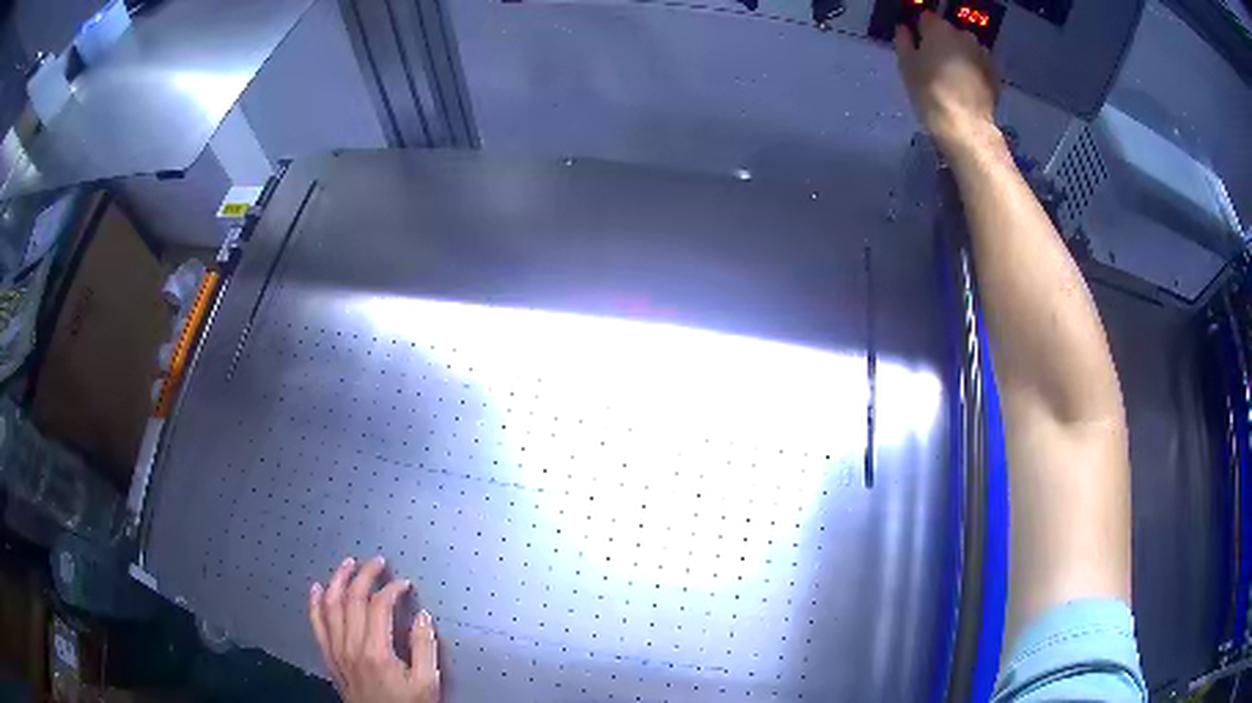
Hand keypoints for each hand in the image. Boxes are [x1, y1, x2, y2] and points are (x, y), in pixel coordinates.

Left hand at [309, 556, 439, 702]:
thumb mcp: (427, 683)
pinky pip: (316, 624)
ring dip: (338, 580)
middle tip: (377, 562)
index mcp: (376, 651)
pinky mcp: (328, 657)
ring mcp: (335, 650)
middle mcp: (350, 646)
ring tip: (348, 564)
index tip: (405, 584)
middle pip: (351, 600)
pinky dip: (314, 603)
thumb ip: (424, 648)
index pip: (378, 606)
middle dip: (364, 575)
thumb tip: (422, 615)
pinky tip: (316, 588)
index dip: (391, 589)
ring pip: (329, 606)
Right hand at [894, 12, 998, 153]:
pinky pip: (979, 64)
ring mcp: (982, 53)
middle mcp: (963, 35)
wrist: (966, 126)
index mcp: (938, 29)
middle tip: (935, 64)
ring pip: (966, 48)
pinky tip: (968, 86)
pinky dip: (973, 70)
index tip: (918, 45)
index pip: (926, 18)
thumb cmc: (930, 93)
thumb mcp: (907, 67)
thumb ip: (904, 42)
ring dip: (960, 56)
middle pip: (949, 32)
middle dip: (943, 43)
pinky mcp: (994, 73)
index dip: (921, 30)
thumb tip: (904, 29)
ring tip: (953, 77)